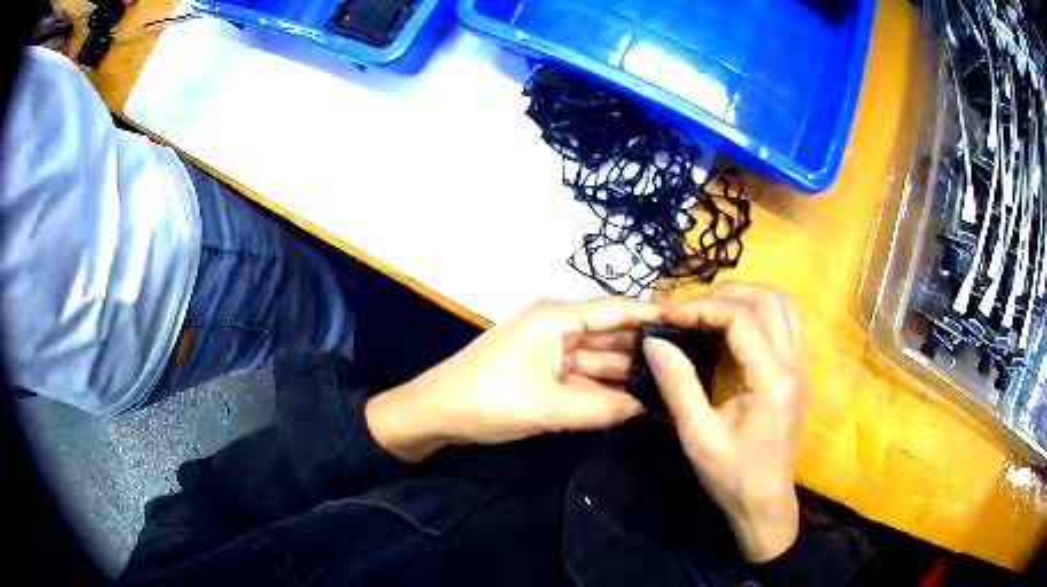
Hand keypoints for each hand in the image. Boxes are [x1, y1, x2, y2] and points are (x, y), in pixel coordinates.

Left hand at [365, 298, 660, 462]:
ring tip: (669, 383)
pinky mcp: (542, 369)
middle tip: (687, 363)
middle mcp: (556, 325)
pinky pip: (582, 375)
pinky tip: (632, 397)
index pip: (616, 309)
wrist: (434, 413)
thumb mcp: (548, 408)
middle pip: (610, 334)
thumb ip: (602, 409)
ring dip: (626, 371)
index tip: (690, 320)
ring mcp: (549, 348)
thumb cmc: (488, 400)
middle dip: (644, 349)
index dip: (652, 314)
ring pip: (598, 358)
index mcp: (556, 317)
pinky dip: (604, 387)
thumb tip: (646, 407)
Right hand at [645, 283, 806, 562]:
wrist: (764, 502)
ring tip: (710, 311)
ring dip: (746, 298)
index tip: (669, 319)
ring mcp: (800, 366)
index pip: (742, 319)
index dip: (703, 308)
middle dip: (724, 296)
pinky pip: (785, 321)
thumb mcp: (697, 437)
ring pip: (782, 304)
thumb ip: (677, 385)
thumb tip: (654, 342)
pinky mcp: (797, 371)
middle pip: (767, 300)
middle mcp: (793, 364)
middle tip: (689, 312)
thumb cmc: (731, 476)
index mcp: (771, 381)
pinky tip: (734, 328)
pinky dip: (759, 311)